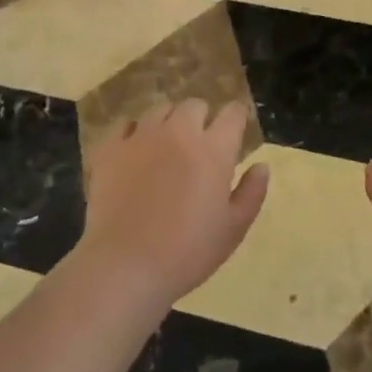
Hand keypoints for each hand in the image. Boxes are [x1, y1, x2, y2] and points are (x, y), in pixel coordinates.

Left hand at [79, 99, 270, 307]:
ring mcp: (141, 137)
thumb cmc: (187, 252)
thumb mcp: (233, 229)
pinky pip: (125, 125)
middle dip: (202, 118)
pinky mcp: (110, 149)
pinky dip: (134, 132)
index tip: (235, 131)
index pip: (232, 114)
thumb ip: (251, 193)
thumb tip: (261, 166)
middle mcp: (178, 133)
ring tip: (167, 146)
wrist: (125, 266)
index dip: (236, 118)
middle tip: (200, 144)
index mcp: (213, 150)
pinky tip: (135, 152)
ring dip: (169, 122)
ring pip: (159, 110)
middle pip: (194, 105)